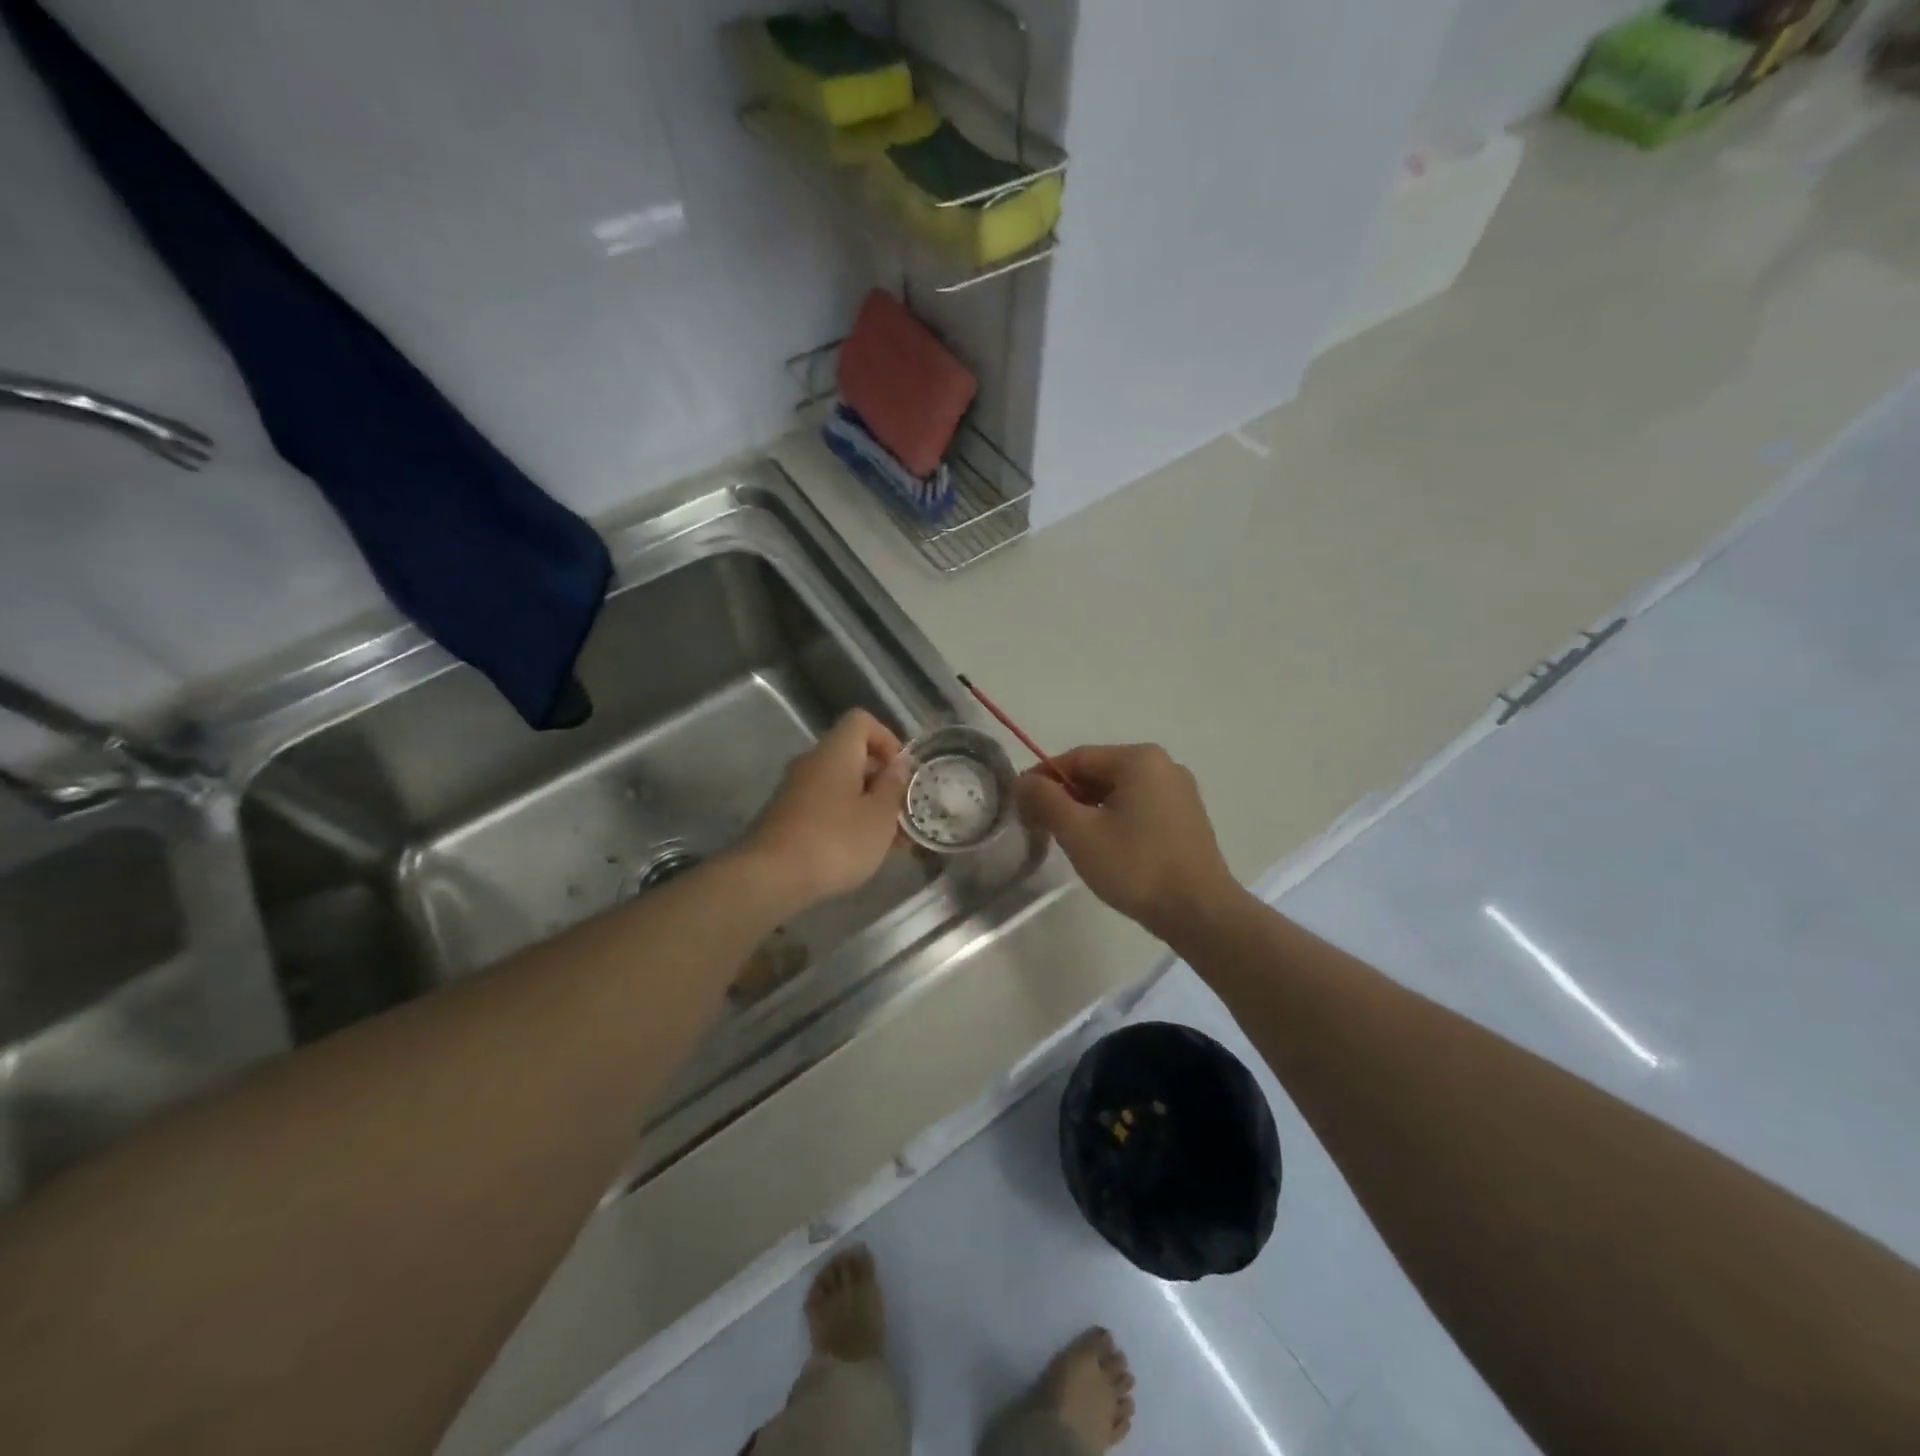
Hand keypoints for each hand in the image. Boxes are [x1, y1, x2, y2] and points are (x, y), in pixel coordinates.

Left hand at [737, 709, 909, 913]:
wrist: (770, 878)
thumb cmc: (835, 841)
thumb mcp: (880, 816)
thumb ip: (893, 787)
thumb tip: (897, 766)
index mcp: (836, 751)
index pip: (861, 721)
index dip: (887, 739)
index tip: (901, 772)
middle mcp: (811, 762)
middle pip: (852, 755)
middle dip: (881, 781)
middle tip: (902, 814)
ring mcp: (794, 790)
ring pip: (839, 784)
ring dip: (866, 804)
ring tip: (887, 841)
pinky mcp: (785, 816)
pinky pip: (823, 806)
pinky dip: (844, 819)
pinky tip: (857, 852)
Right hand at [1014, 744, 1239, 942]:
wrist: (1200, 913)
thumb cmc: (1136, 867)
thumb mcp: (1080, 832)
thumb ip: (1045, 800)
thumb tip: (1022, 782)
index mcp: (1139, 759)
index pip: (1076, 758)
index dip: (1042, 780)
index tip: (1020, 806)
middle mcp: (1163, 765)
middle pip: (1098, 772)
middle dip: (1065, 796)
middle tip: (1040, 826)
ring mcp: (1179, 791)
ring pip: (1117, 792)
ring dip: (1087, 810)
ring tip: (1069, 840)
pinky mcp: (1186, 818)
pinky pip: (1138, 807)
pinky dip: (1113, 819)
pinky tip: (1103, 847)